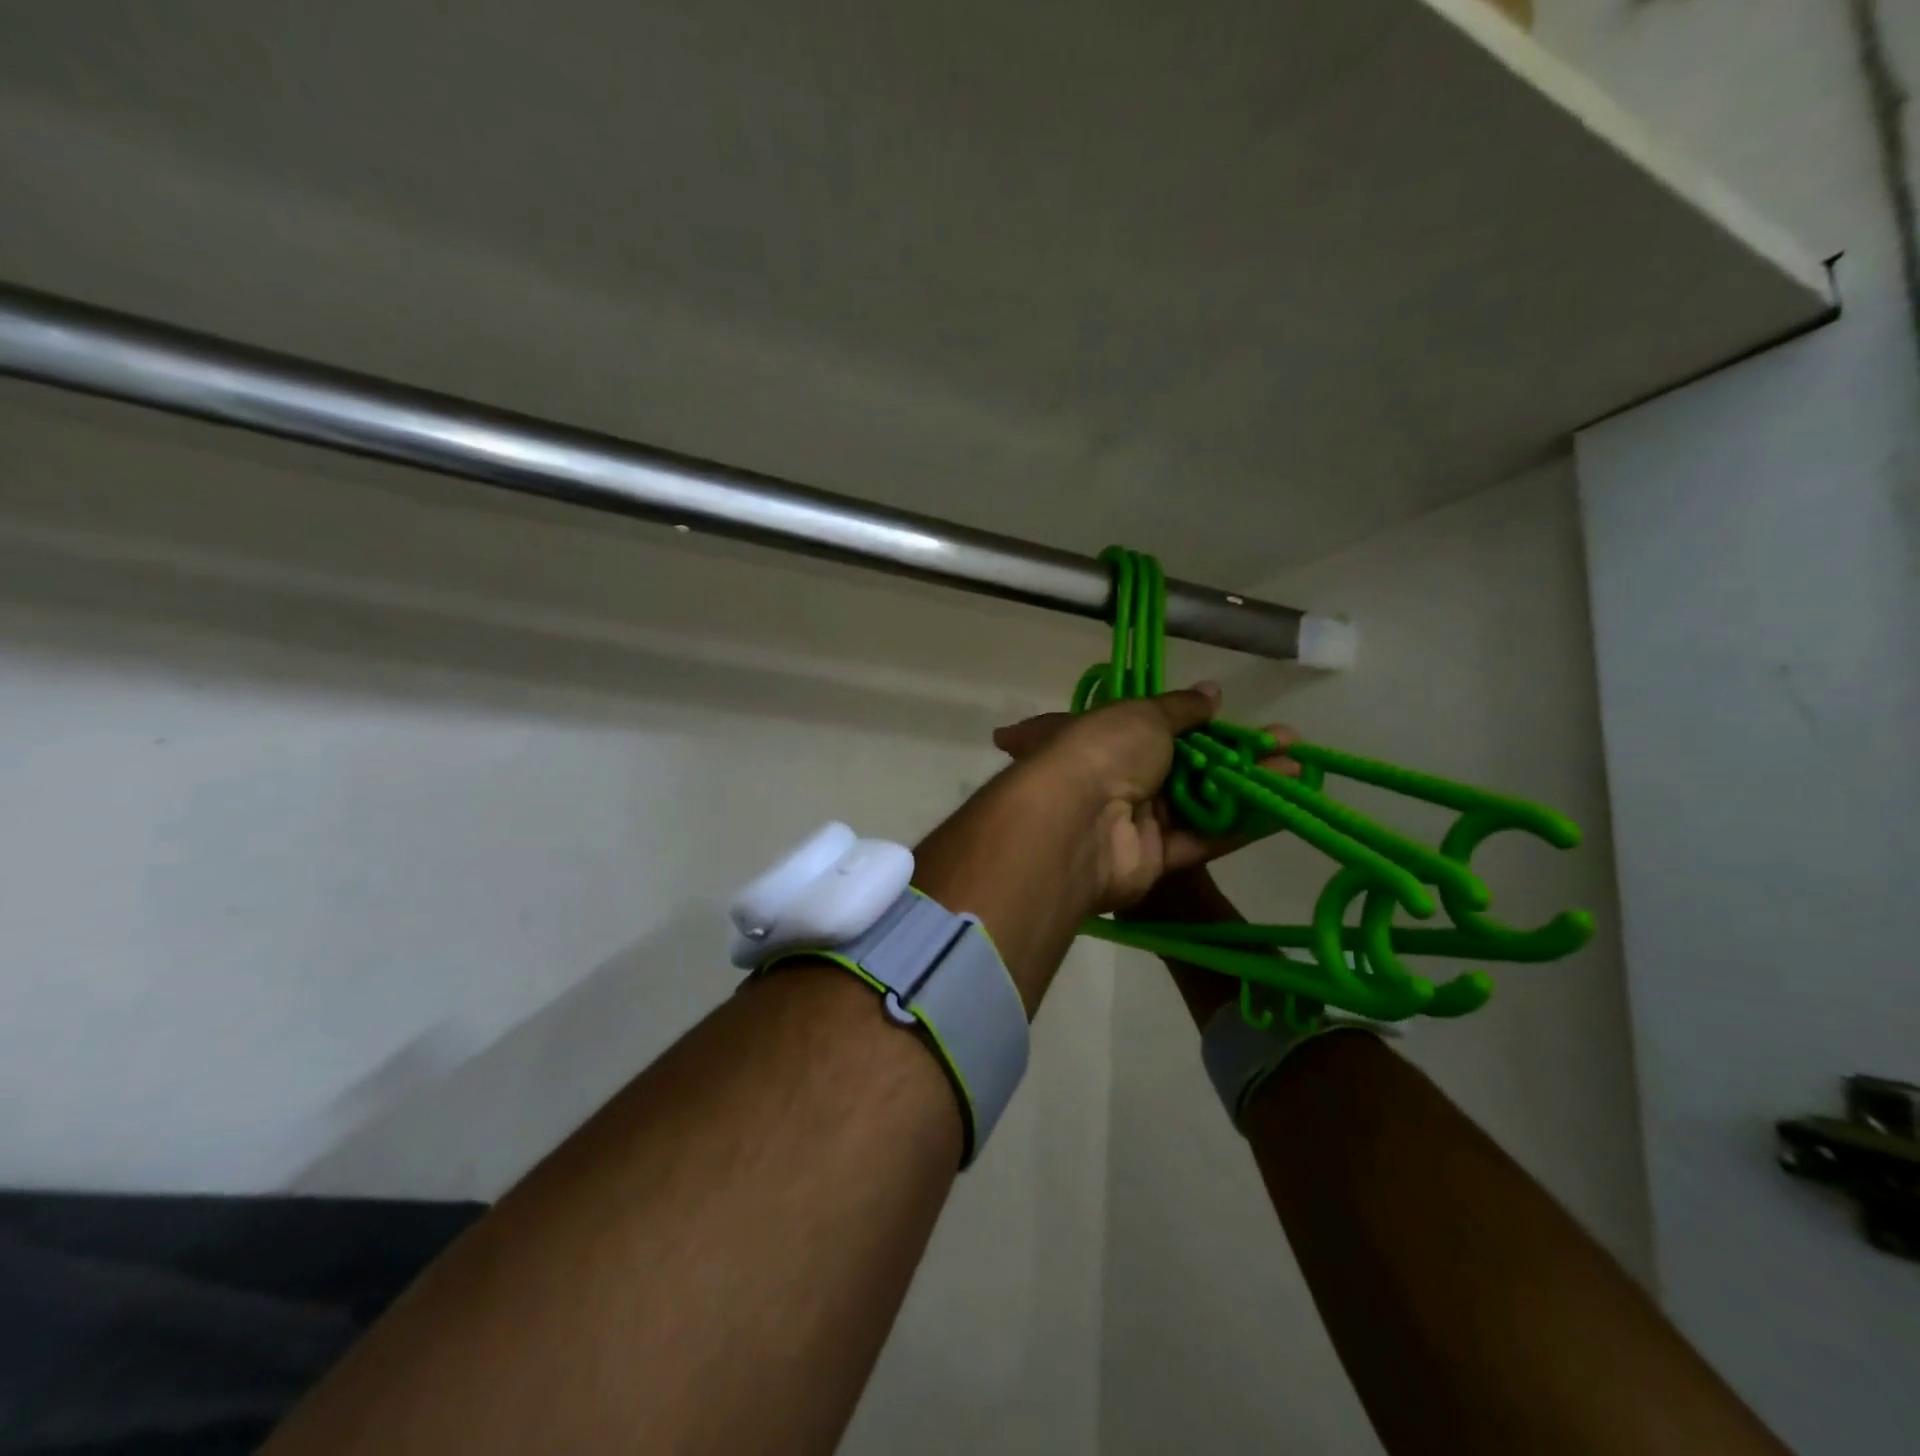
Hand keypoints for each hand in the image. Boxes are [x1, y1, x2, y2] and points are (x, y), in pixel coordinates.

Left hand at [992, 687, 1299, 912]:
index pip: (1150, 727)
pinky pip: (1203, 839)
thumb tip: (1211, 692)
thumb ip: (1180, 708)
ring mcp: (1134, 822)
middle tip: (1287, 742)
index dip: (1192, 722)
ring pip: (1200, 803)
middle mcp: (1116, 778)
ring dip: (1248, 786)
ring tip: (1300, 767)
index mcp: (1101, 737)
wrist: (1077, 823)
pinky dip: (1242, 825)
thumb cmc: (1104, 751)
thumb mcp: (1143, 714)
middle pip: (1183, 766)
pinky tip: (1286, 807)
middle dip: (1235, 754)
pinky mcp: (1154, 861)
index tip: (1228, 715)